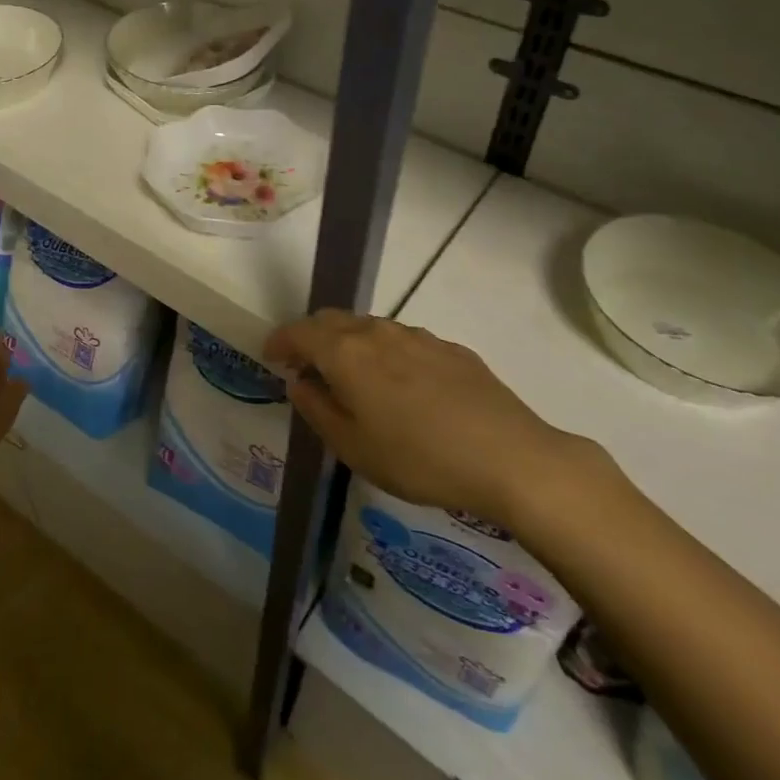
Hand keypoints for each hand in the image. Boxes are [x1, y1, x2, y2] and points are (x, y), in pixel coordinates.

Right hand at [265, 311, 582, 527]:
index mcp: (346, 352)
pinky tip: (400, 387)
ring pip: (369, 328)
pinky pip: (402, 341)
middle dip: (312, 338)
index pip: (300, 332)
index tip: (270, 356)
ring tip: (352, 378)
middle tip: (306, 366)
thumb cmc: (418, 458)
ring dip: (349, 344)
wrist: (509, 457)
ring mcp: (417, 336)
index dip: (280, 341)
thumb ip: (317, 409)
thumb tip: (300, 382)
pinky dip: (384, 353)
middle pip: (333, 321)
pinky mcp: (450, 348)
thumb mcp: (353, 446)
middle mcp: (378, 332)